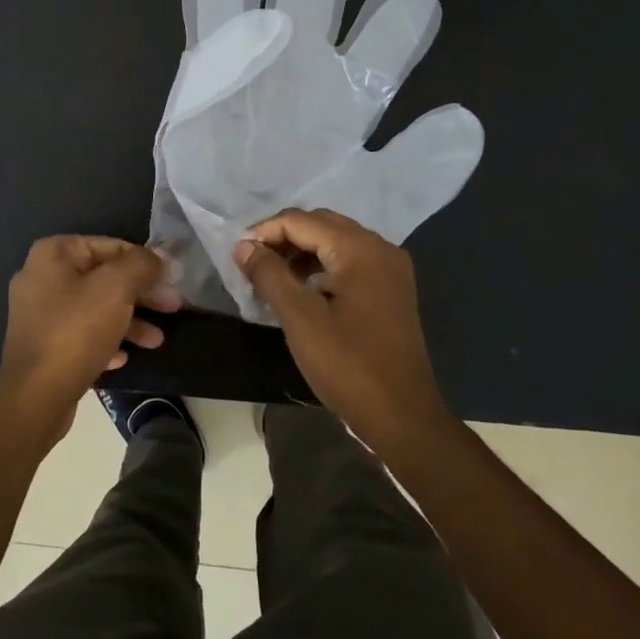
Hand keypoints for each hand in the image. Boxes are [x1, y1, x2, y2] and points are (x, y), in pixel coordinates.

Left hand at [0, 236, 179, 434]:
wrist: (35, 396)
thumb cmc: (76, 331)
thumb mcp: (116, 288)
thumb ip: (141, 265)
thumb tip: (158, 258)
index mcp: (53, 254)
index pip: (109, 245)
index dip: (145, 261)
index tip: (172, 279)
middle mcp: (41, 278)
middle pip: (103, 278)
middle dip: (141, 294)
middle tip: (173, 307)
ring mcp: (39, 314)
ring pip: (95, 308)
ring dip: (129, 321)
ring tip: (157, 341)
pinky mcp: (43, 346)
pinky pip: (82, 335)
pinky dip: (106, 342)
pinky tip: (124, 358)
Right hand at [236, 208, 451, 453]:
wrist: (402, 417)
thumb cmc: (348, 366)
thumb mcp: (300, 319)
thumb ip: (269, 274)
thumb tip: (244, 245)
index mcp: (360, 249)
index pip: (301, 221)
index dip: (264, 232)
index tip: (237, 256)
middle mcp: (380, 248)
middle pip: (321, 224)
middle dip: (283, 238)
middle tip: (252, 264)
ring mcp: (390, 268)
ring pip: (335, 242)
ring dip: (301, 251)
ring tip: (271, 277)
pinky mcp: (391, 289)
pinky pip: (350, 261)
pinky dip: (321, 266)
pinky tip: (302, 289)